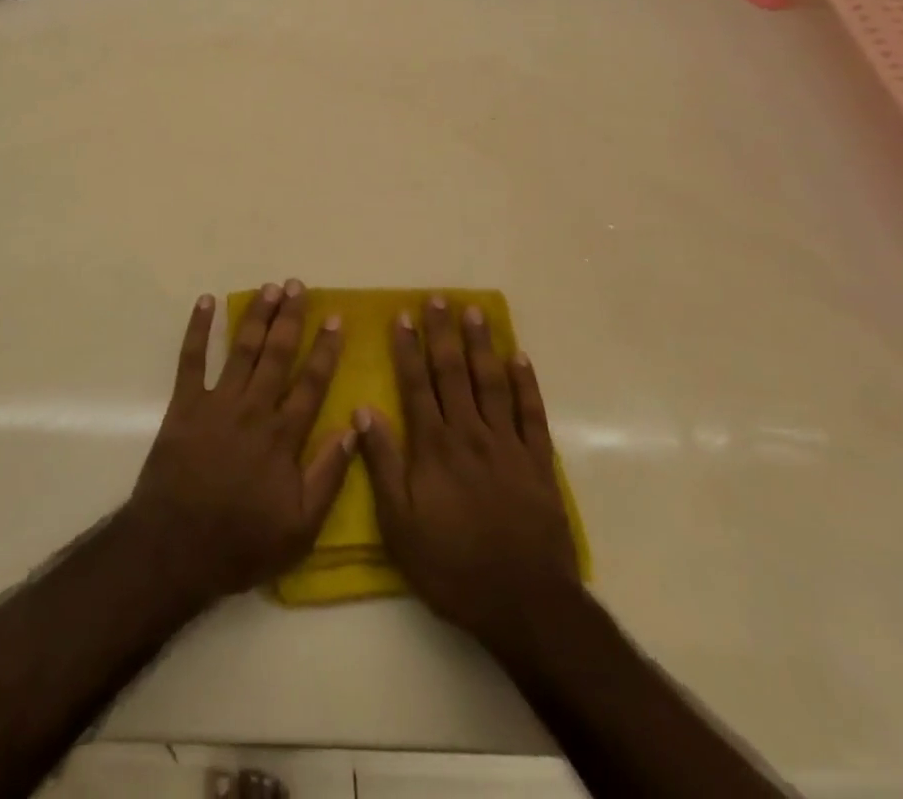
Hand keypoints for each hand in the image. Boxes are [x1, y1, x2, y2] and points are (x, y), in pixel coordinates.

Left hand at [127, 280, 352, 602]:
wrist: (175, 547)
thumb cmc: (242, 542)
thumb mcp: (301, 527)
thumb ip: (329, 475)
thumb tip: (354, 426)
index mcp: (283, 436)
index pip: (311, 382)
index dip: (325, 349)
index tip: (335, 318)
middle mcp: (253, 409)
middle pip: (277, 353)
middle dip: (290, 317)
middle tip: (298, 285)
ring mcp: (217, 403)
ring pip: (242, 349)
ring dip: (255, 315)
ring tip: (269, 287)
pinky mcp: (184, 405)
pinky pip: (191, 359)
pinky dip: (198, 329)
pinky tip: (206, 302)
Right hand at [355, 295, 579, 650]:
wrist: (524, 603)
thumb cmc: (452, 566)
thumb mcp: (399, 524)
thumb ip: (381, 464)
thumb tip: (364, 411)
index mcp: (434, 447)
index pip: (417, 384)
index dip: (408, 348)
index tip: (402, 316)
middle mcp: (470, 434)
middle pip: (454, 373)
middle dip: (444, 333)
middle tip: (439, 299)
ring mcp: (508, 445)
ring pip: (492, 383)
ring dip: (482, 345)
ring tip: (475, 313)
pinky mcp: (538, 462)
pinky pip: (531, 413)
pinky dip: (526, 383)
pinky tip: (519, 358)